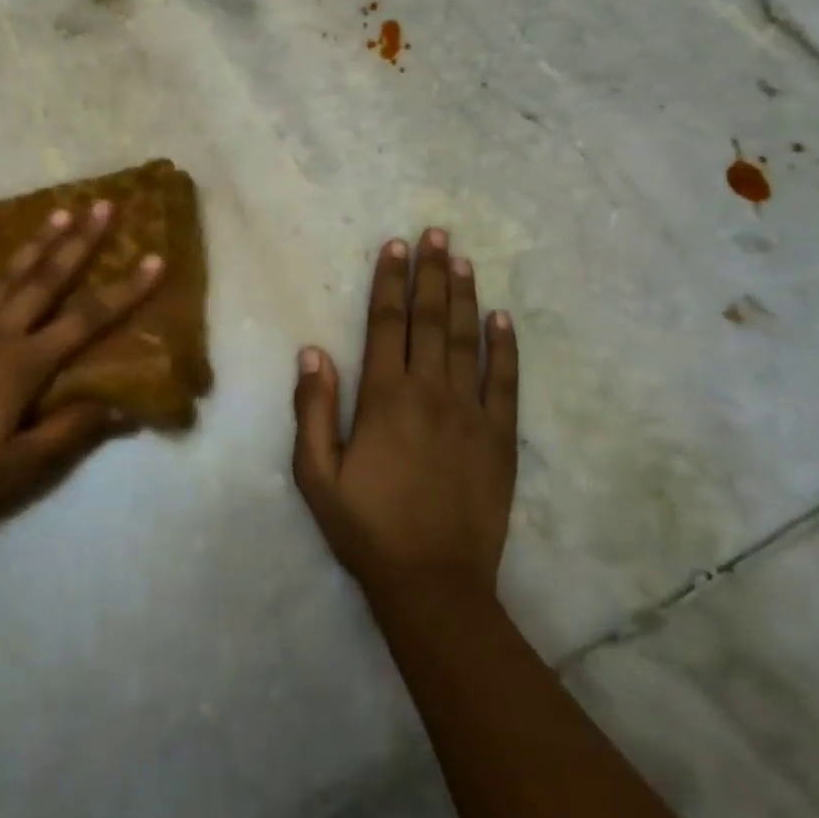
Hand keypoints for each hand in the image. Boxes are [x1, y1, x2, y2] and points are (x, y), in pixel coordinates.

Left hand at [0, 201, 163, 536]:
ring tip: (62, 209)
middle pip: (48, 280)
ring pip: (6, 274)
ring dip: (37, 241)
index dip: (125, 291)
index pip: (87, 321)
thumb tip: (123, 407)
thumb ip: (70, 432)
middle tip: (105, 206)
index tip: (154, 259)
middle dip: (81, 243)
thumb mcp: (19, 468)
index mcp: (24, 366)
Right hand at [292, 229, 518, 597]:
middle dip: (431, 274)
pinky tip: (503, 319)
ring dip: (464, 297)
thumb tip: (312, 352)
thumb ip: (314, 410)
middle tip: (436, 233)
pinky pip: (506, 383)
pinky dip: (505, 348)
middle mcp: (431, 393)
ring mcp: (472, 414)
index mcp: (385, 399)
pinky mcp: (501, 438)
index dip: (390, 283)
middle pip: (430, 321)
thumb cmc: (367, 528)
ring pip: (468, 341)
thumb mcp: (316, 475)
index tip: (396, 247)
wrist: (434, 584)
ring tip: (463, 260)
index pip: (387, 325)